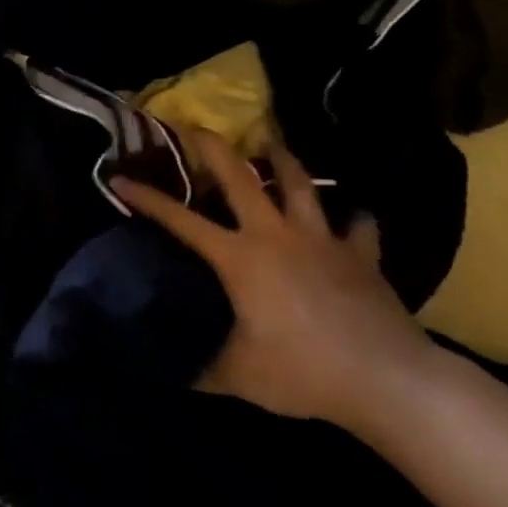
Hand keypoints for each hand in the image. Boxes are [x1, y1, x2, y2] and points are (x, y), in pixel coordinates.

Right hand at [112, 131, 435, 428]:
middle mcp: (277, 235)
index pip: (181, 220)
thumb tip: (173, 372)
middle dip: (213, 148)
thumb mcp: (239, 376)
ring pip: (300, 185)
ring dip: (283, 161)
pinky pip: (358, 227)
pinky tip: (353, 217)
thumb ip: (203, 369)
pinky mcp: (361, 256)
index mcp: (240, 258)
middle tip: (196, 128)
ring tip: (271, 144)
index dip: (147, 199)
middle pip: (241, 177)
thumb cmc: (304, 372)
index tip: (120, 179)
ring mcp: (323, 240)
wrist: (387, 378)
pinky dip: (353, 219)